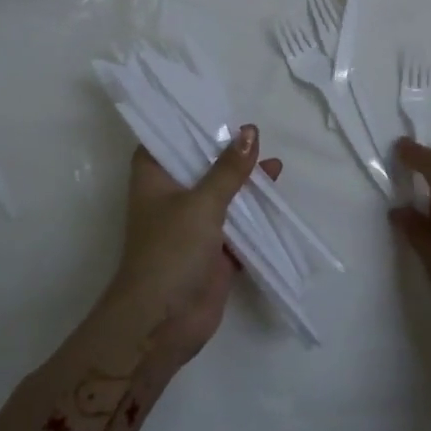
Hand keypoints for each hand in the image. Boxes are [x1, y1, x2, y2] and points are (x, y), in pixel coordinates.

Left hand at [102, 127, 280, 366]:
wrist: (163, 322)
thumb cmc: (171, 251)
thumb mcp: (202, 203)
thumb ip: (228, 169)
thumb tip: (250, 131)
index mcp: (154, 179)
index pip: (166, 140)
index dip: (186, 124)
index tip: (215, 108)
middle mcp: (171, 197)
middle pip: (200, 166)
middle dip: (227, 153)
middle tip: (255, 134)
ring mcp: (193, 226)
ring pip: (223, 195)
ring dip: (246, 184)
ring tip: (274, 166)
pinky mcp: (213, 251)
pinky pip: (238, 225)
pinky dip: (255, 215)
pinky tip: (276, 200)